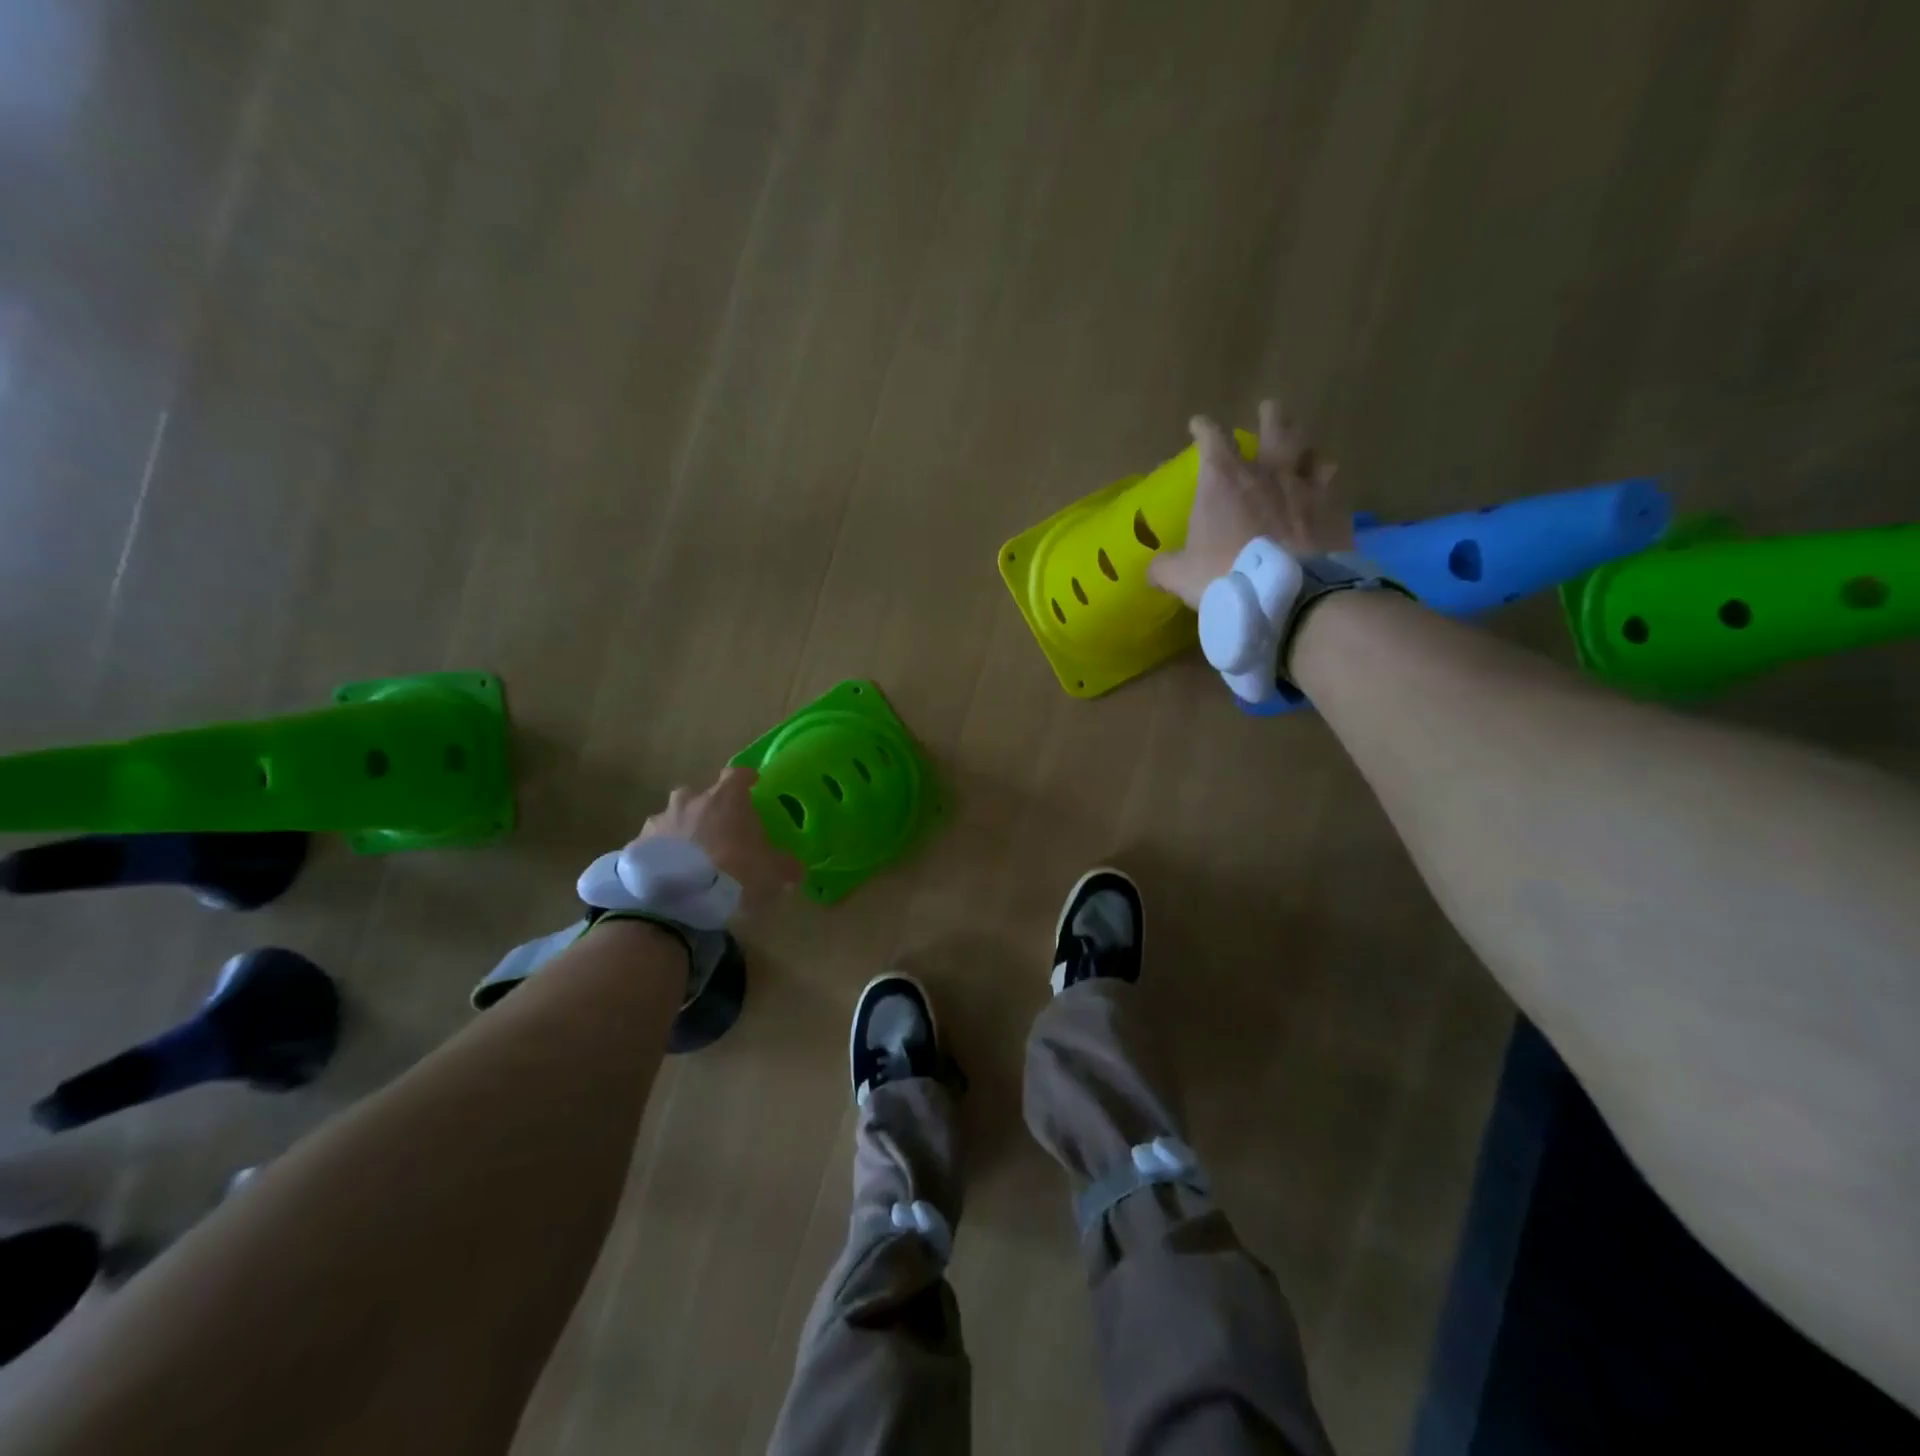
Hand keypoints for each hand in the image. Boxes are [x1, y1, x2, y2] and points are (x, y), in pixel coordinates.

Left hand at [636, 765, 802, 908]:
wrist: (676, 900)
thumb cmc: (733, 873)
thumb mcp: (772, 873)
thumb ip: (786, 866)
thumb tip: (795, 869)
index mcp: (726, 798)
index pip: (738, 775)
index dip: (746, 779)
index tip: (753, 785)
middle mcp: (690, 800)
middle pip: (701, 794)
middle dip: (709, 807)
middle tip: (719, 829)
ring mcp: (660, 821)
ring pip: (674, 816)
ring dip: (683, 829)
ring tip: (691, 855)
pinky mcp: (637, 845)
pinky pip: (654, 843)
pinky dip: (662, 853)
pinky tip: (669, 873)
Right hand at [1147, 399, 1354, 607]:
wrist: (1289, 591)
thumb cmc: (1226, 575)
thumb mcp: (1181, 575)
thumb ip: (1165, 567)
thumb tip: (1152, 569)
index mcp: (1223, 481)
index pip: (1211, 439)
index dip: (1203, 428)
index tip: (1198, 424)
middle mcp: (1266, 472)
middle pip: (1273, 428)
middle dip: (1269, 416)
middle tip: (1268, 408)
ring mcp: (1304, 486)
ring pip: (1308, 450)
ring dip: (1303, 447)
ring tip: (1303, 450)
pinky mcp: (1333, 506)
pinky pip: (1332, 483)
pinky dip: (1326, 482)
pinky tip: (1326, 491)